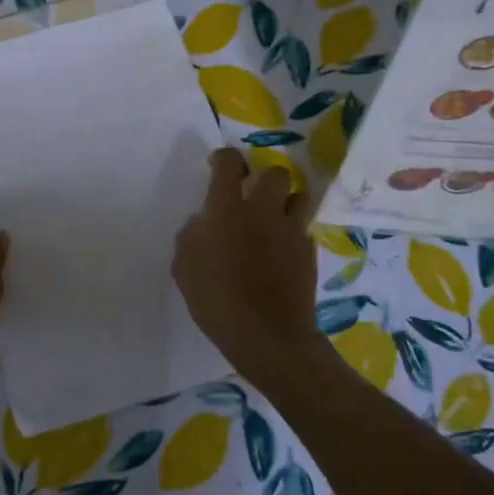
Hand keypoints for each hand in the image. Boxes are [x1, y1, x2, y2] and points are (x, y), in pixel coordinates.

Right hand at [173, 150, 320, 382]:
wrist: (268, 336)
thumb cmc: (216, 300)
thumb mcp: (184, 267)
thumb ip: (191, 236)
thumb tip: (203, 223)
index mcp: (227, 209)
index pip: (229, 164)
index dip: (223, 158)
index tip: (218, 165)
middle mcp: (262, 211)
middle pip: (275, 173)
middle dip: (263, 177)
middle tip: (250, 194)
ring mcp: (290, 232)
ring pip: (300, 197)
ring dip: (286, 202)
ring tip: (273, 218)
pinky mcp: (308, 253)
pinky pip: (303, 231)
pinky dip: (293, 234)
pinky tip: (281, 252)